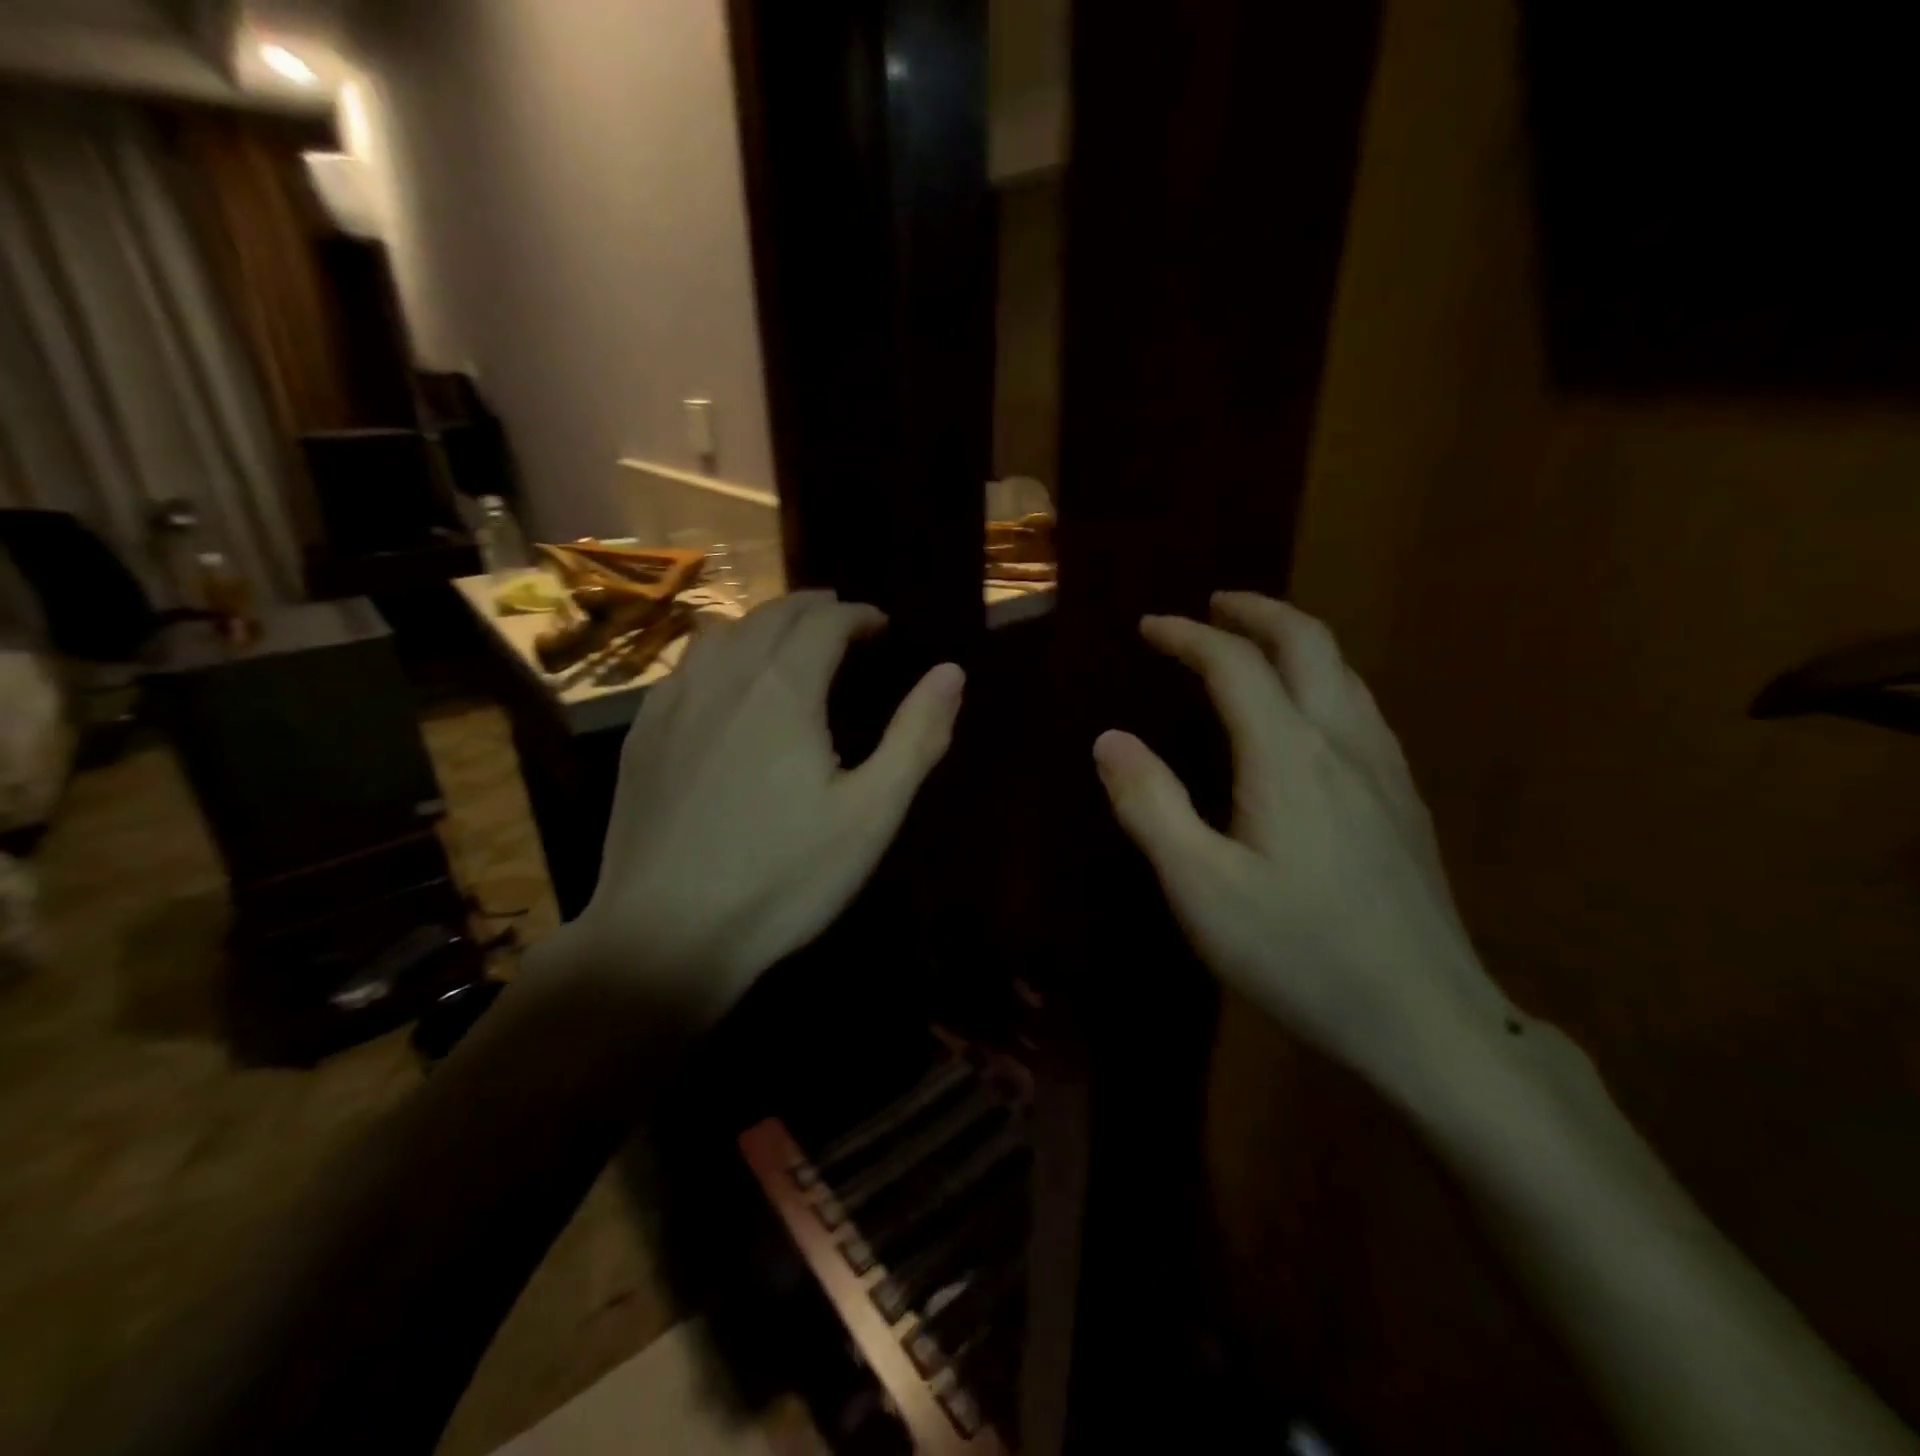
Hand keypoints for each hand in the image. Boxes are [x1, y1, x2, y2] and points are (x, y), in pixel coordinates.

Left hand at [554, 591, 964, 1017]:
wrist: (665, 935)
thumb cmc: (783, 877)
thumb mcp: (870, 814)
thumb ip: (916, 737)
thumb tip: (950, 672)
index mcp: (784, 689)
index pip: (825, 623)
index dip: (857, 615)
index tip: (880, 624)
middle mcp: (725, 678)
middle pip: (771, 616)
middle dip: (812, 608)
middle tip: (842, 619)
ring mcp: (674, 705)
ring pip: (720, 634)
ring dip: (762, 624)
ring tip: (787, 639)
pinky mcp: (642, 737)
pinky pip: (684, 669)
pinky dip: (718, 654)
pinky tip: (723, 683)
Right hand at [1092, 592, 1516, 1093]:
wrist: (1427, 1022)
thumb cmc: (1299, 953)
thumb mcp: (1201, 887)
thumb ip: (1151, 805)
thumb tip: (1110, 739)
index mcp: (1288, 757)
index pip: (1235, 665)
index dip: (1188, 636)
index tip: (1149, 626)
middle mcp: (1343, 744)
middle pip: (1309, 644)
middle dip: (1257, 612)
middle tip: (1214, 606)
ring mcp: (1386, 773)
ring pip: (1345, 674)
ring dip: (1296, 642)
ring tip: (1256, 647)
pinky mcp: (1404, 805)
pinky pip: (1362, 710)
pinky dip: (1324, 681)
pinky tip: (1310, 717)